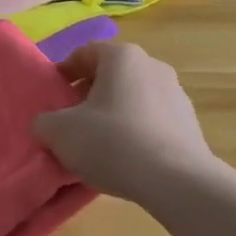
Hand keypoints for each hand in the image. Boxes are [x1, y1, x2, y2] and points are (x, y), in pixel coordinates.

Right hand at [34, 41, 220, 203]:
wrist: (177, 182)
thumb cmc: (113, 142)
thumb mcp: (61, 132)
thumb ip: (45, 122)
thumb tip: (47, 124)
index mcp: (122, 56)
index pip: (85, 53)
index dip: (64, 73)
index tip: (54, 97)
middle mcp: (152, 65)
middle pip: (111, 74)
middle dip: (89, 94)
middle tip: (73, 121)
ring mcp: (177, 93)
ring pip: (134, 97)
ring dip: (115, 113)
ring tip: (101, 145)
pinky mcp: (191, 123)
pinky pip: (153, 120)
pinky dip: (138, 132)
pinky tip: (128, 159)